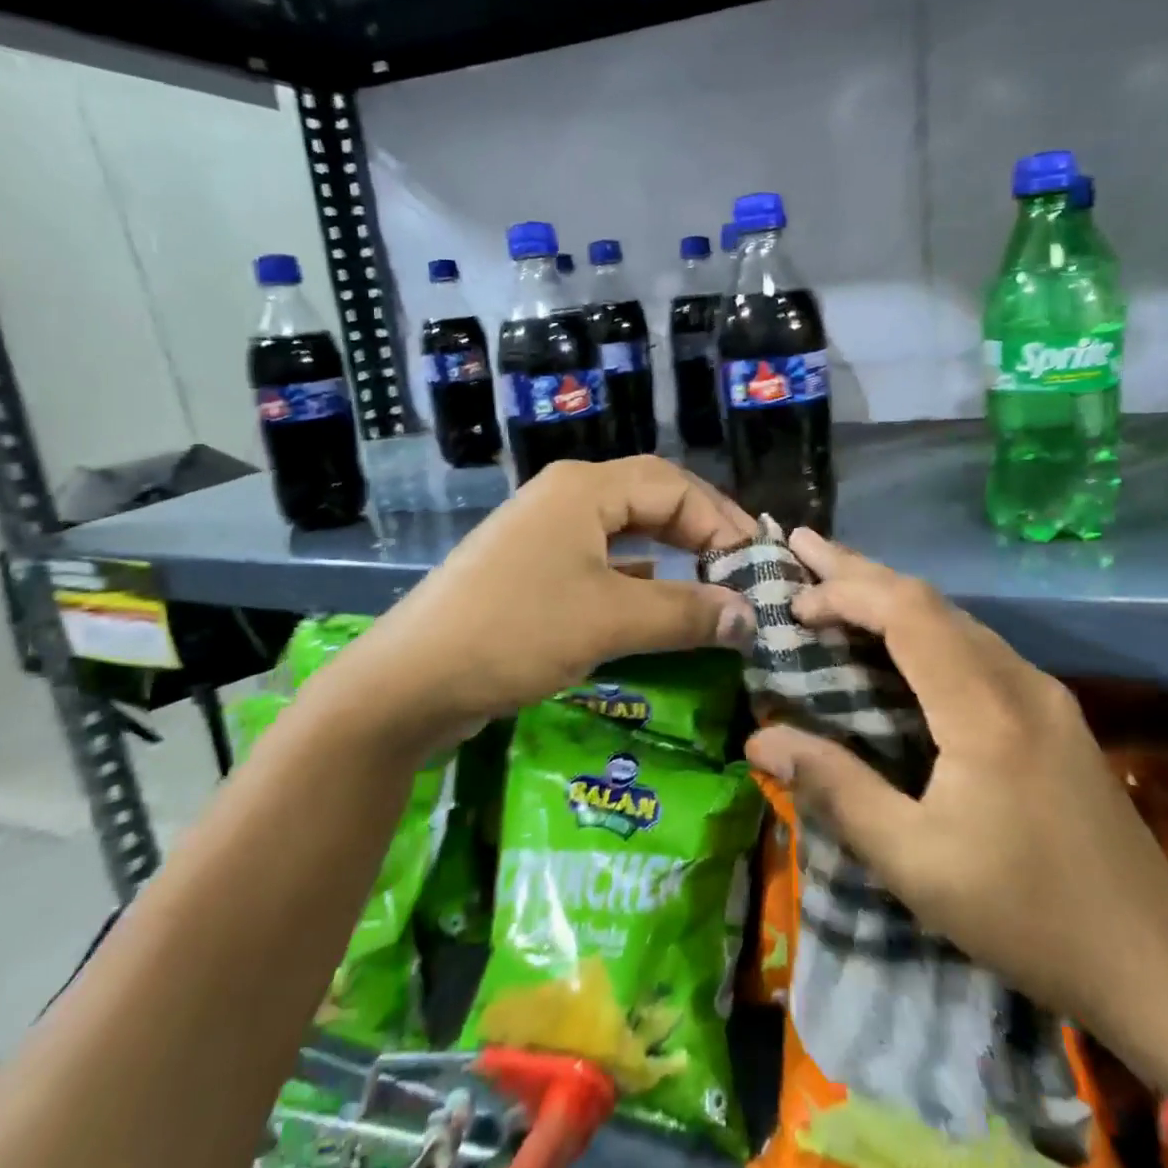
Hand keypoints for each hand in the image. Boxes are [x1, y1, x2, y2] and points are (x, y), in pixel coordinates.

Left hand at [299, 458, 757, 762]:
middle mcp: (566, 498)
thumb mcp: (610, 621)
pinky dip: (637, 577)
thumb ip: (686, 613)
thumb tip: (751, 617)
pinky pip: (600, 561)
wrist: (410, 681)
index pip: (675, 487)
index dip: (722, 523)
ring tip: (712, 582)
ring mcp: (544, 534)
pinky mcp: (531, 570)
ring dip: (671, 554)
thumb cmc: (516, 632)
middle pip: (651, 500)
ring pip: (626, 531)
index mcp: (585, 488)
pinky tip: (658, 601)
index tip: (757, 569)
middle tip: (743, 569)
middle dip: (701, 531)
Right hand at [744, 528, 1167, 1079]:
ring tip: (835, 583)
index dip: (845, 593)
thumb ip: (836, 790)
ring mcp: (1041, 692)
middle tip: (802, 545)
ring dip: (890, 595)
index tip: (793, 604)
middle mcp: (1018, 681)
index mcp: (985, 710)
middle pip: (929, 599)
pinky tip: (896, 639)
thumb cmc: (1025, 915)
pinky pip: (974, 643)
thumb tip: (760, 740)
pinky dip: (920, 625)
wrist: (1156, 963)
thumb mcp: (914, 863)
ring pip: (954, 616)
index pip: (907, 612)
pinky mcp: (1050, 711)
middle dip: (859, 569)